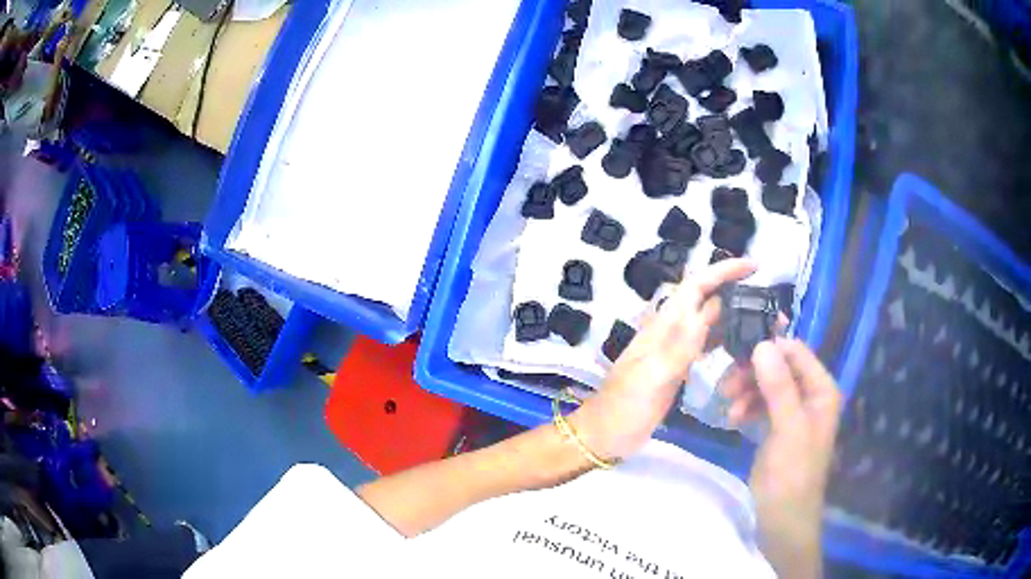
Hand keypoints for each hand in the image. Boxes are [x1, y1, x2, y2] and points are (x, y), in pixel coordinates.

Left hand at [569, 258, 756, 460]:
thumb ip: (678, 347)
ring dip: (735, 316)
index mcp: (664, 326)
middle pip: (707, 299)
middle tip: (771, 304)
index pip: (696, 286)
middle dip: (737, 292)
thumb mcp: (652, 378)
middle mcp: (671, 331)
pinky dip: (726, 340)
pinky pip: (707, 345)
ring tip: (764, 323)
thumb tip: (707, 311)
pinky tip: (742, 347)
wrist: (604, 434)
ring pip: (710, 321)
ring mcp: (675, 349)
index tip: (755, 266)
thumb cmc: (625, 407)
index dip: (724, 271)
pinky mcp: (679, 368)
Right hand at [722, 339, 841, 577]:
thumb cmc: (792, 474)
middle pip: (779, 367)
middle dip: (753, 373)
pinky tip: (734, 418)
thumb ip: (778, 387)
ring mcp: (792, 412)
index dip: (770, 348)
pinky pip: (760, 404)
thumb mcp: (788, 429)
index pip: (796, 352)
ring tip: (728, 406)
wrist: (782, 519)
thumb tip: (761, 345)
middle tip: (727, 385)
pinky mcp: (776, 428)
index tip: (738, 353)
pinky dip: (747, 407)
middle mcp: (809, 396)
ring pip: (766, 385)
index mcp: (821, 390)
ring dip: (746, 391)